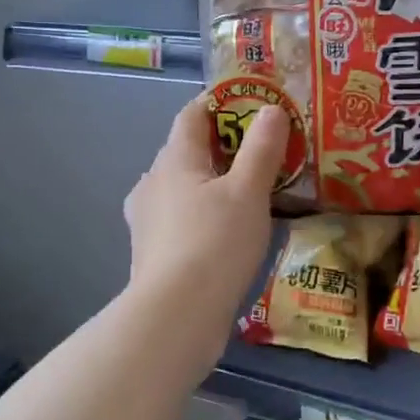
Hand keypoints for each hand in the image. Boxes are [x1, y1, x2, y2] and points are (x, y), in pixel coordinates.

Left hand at [123, 95, 288, 332]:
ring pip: (183, 187)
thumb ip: (262, 148)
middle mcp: (152, 183)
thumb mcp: (249, 191)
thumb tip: (272, 110)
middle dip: (220, 146)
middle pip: (186, 151)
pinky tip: (227, 231)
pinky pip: (181, 218)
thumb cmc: (215, 242)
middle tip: (260, 152)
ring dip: (211, 183)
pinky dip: (203, 214)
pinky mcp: (152, 252)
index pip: (192, 115)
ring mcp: (147, 220)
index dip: (220, 103)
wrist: (176, 316)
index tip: (251, 103)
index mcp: (174, 159)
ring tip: (248, 193)